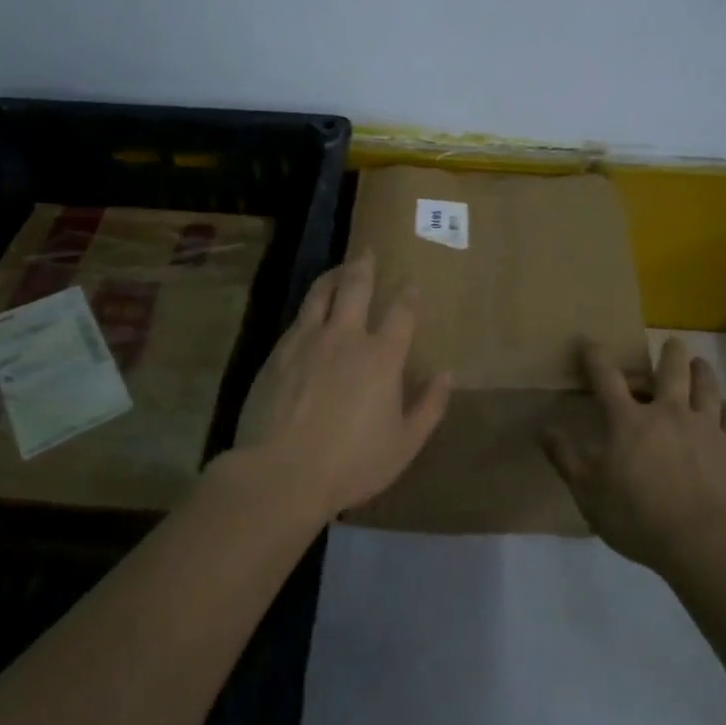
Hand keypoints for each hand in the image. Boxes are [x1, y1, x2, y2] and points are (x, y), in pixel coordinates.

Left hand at [226, 250, 452, 519]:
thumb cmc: (351, 463)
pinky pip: (297, 319)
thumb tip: (447, 375)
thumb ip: (429, 407)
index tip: (412, 284)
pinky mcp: (278, 353)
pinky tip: (310, 313)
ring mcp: (307, 341)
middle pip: (356, 287)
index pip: (401, 313)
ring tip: (338, 270)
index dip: (409, 296)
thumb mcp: (404, 445)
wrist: (281, 473)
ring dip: (332, 276)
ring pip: (320, 294)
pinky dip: (310, 308)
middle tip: (367, 251)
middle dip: (364, 266)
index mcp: (381, 357)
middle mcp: (345, 337)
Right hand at [539, 336, 725, 573]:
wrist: (706, 542)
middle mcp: (668, 412)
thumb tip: (543, 430)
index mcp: (628, 420)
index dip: (595, 357)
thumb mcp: (588, 493)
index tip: (590, 344)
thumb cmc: (638, 517)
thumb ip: (566, 459)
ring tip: (700, 364)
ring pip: (707, 386)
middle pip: (671, 370)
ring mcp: (706, 427)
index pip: (606, 378)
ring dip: (702, 371)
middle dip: (670, 352)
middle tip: (672, 343)